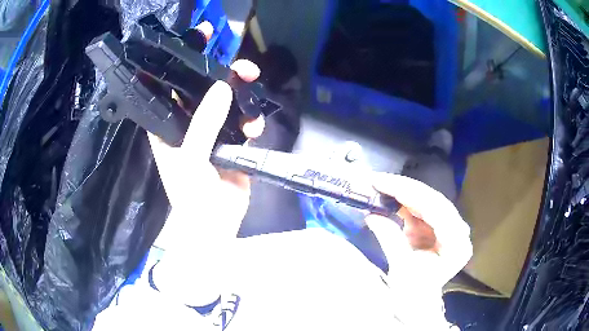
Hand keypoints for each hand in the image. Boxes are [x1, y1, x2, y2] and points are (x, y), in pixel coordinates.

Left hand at [147, 22, 264, 304]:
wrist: (215, 226)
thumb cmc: (191, 195)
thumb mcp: (191, 158)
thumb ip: (204, 122)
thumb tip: (223, 86)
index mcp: (168, 124)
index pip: (171, 86)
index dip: (182, 63)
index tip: (199, 40)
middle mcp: (188, 123)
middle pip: (204, 88)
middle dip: (223, 73)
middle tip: (243, 66)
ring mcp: (212, 132)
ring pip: (227, 101)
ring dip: (242, 93)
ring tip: (253, 87)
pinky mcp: (232, 142)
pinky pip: (243, 120)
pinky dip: (251, 119)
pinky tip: (255, 128)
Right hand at [366, 173, 471, 325]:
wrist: (417, 305)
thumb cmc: (413, 293)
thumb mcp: (401, 268)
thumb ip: (390, 238)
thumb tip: (371, 214)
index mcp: (456, 243)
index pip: (434, 208)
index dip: (407, 192)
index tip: (382, 182)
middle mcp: (458, 230)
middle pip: (432, 200)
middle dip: (404, 189)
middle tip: (378, 180)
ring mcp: (450, 227)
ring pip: (427, 200)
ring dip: (403, 194)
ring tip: (380, 186)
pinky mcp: (439, 228)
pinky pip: (422, 209)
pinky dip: (404, 204)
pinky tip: (389, 199)